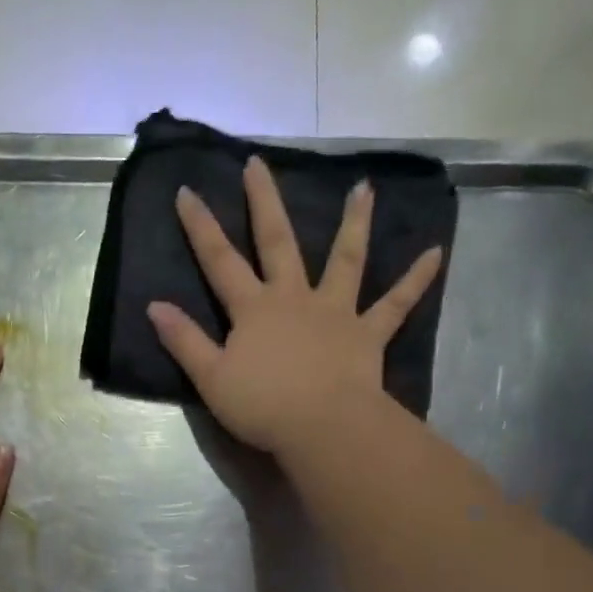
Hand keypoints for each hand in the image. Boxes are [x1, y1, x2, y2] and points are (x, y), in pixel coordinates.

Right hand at [147, 155, 443, 454]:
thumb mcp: (211, 378)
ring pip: (345, 259)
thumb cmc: (262, 406)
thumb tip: (155, 306)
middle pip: (278, 242)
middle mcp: (294, 298)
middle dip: (264, 202)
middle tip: (258, 164)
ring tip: (363, 188)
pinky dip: (416, 280)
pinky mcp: (367, 334)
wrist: (322, 427)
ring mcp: (335, 312)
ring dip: (354, 223)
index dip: (201, 227)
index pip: (220, 261)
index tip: (187, 191)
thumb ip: (185, 341)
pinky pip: (396, 304)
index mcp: (254, 310)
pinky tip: (437, 253)